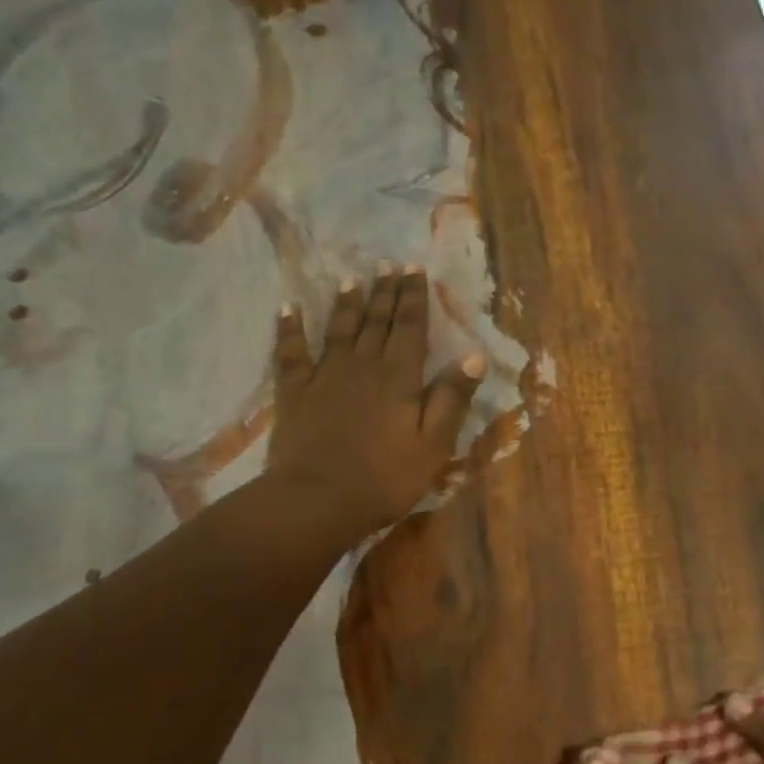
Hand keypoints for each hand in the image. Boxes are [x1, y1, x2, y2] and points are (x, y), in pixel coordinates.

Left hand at [264, 264, 484, 535]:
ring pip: (339, 330)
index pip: (411, 327)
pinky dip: (289, 328)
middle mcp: (363, 366)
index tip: (415, 268)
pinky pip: (291, 352)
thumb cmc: (385, 478)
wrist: (317, 501)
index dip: (414, 297)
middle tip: (389, 263)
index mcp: (399, 377)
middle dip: (385, 291)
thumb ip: (452, 398)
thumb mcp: (434, 444)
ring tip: (352, 278)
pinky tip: (287, 309)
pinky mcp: (295, 393)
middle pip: (376, 321)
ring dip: (347, 303)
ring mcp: (325, 376)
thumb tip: (475, 355)